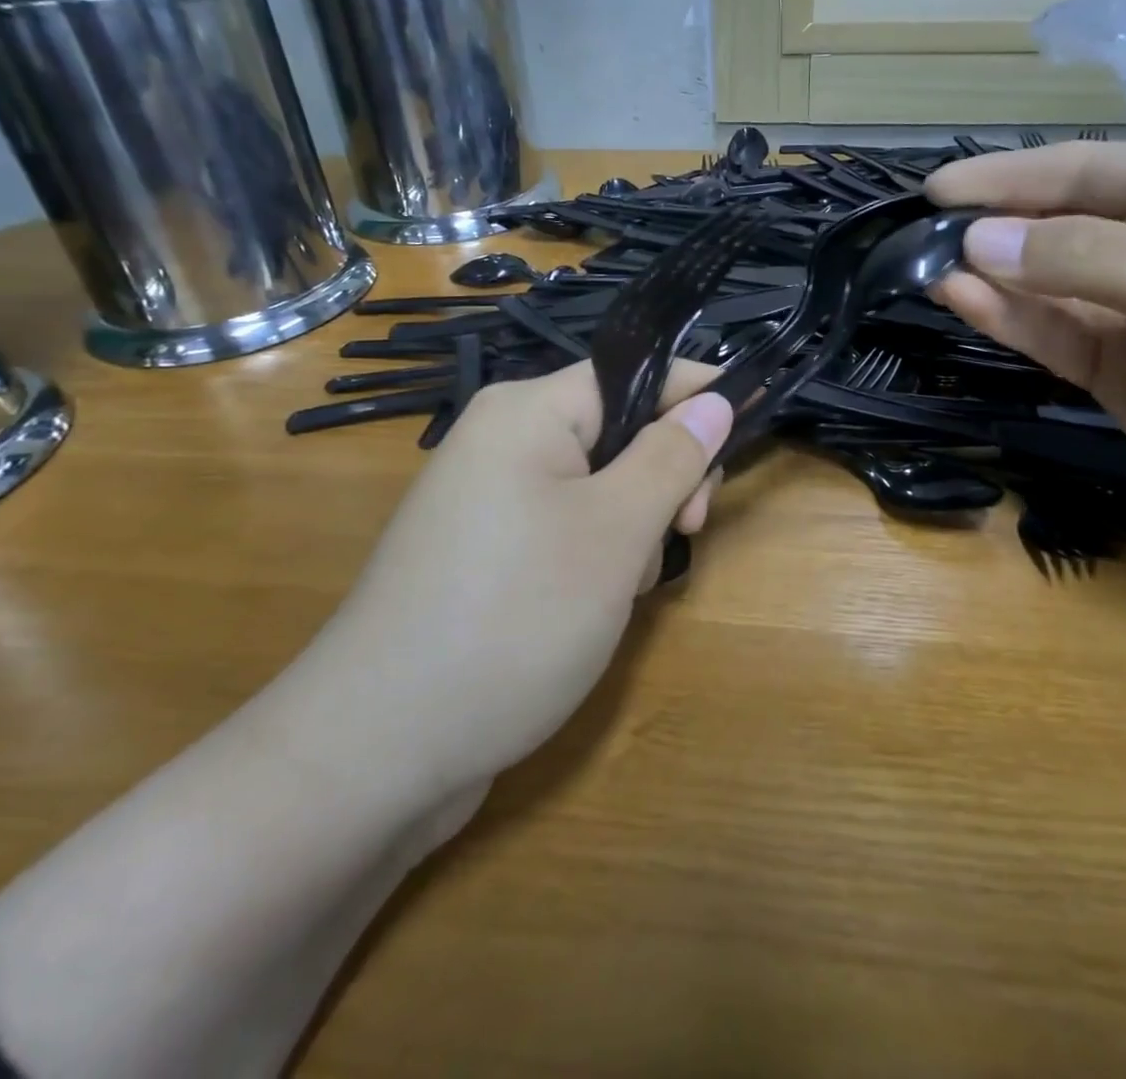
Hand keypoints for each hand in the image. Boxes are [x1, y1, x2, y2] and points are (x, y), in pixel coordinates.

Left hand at [317, 361, 732, 802]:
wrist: (378, 751)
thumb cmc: (515, 618)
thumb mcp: (615, 532)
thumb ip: (671, 457)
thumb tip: (715, 399)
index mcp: (527, 412)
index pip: (634, 373)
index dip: (696, 395)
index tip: (747, 432)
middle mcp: (501, 441)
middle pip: (617, 430)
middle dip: (663, 477)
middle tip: (685, 531)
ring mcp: (488, 500)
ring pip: (597, 486)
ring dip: (633, 527)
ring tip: (624, 588)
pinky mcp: (484, 553)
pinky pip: (564, 527)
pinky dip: (597, 556)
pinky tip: (597, 605)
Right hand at [926, 142, 1125, 554]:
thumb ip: (1086, 260)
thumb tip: (977, 242)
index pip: (1089, 169)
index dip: (1014, 175)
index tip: (942, 189)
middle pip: (1059, 227)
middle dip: (994, 227)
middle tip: (921, 233)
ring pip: (1046, 286)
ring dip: (991, 277)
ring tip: (927, 266)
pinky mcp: (1121, 375)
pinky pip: (1054, 337)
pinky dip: (1008, 321)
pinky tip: (962, 301)